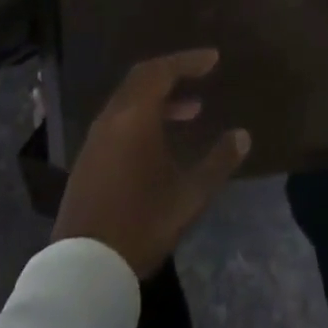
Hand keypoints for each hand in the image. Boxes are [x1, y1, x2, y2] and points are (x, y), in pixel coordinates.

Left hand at [52, 49, 250, 278]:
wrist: (85, 268)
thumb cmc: (142, 224)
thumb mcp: (189, 196)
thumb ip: (218, 162)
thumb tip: (242, 135)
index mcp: (135, 116)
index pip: (163, 70)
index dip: (189, 61)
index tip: (213, 59)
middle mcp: (113, 116)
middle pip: (143, 78)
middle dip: (173, 73)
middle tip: (201, 76)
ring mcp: (96, 137)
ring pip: (130, 99)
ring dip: (160, 97)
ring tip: (192, 111)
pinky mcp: (89, 158)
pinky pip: (119, 118)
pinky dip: (143, 115)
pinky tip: (161, 140)